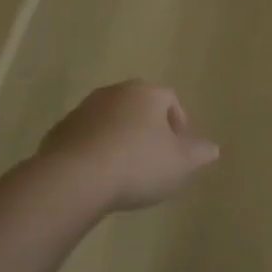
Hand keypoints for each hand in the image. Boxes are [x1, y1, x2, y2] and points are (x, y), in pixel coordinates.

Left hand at [37, 80, 219, 213]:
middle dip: (149, 129)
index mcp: (146, 93)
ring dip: (120, 139)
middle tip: (155, 159)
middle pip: (138, 107)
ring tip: (126, 170)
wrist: (75, 178)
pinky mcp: (60, 131)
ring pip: (111, 121)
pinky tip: (100, 176)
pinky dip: (96, 151)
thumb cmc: (138, 164)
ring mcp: (83, 110)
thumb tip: (212, 148)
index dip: (179, 123)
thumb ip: (199, 153)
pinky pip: (87, 138)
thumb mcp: (181, 164)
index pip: (170, 99)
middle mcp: (113, 92)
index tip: (180, 149)